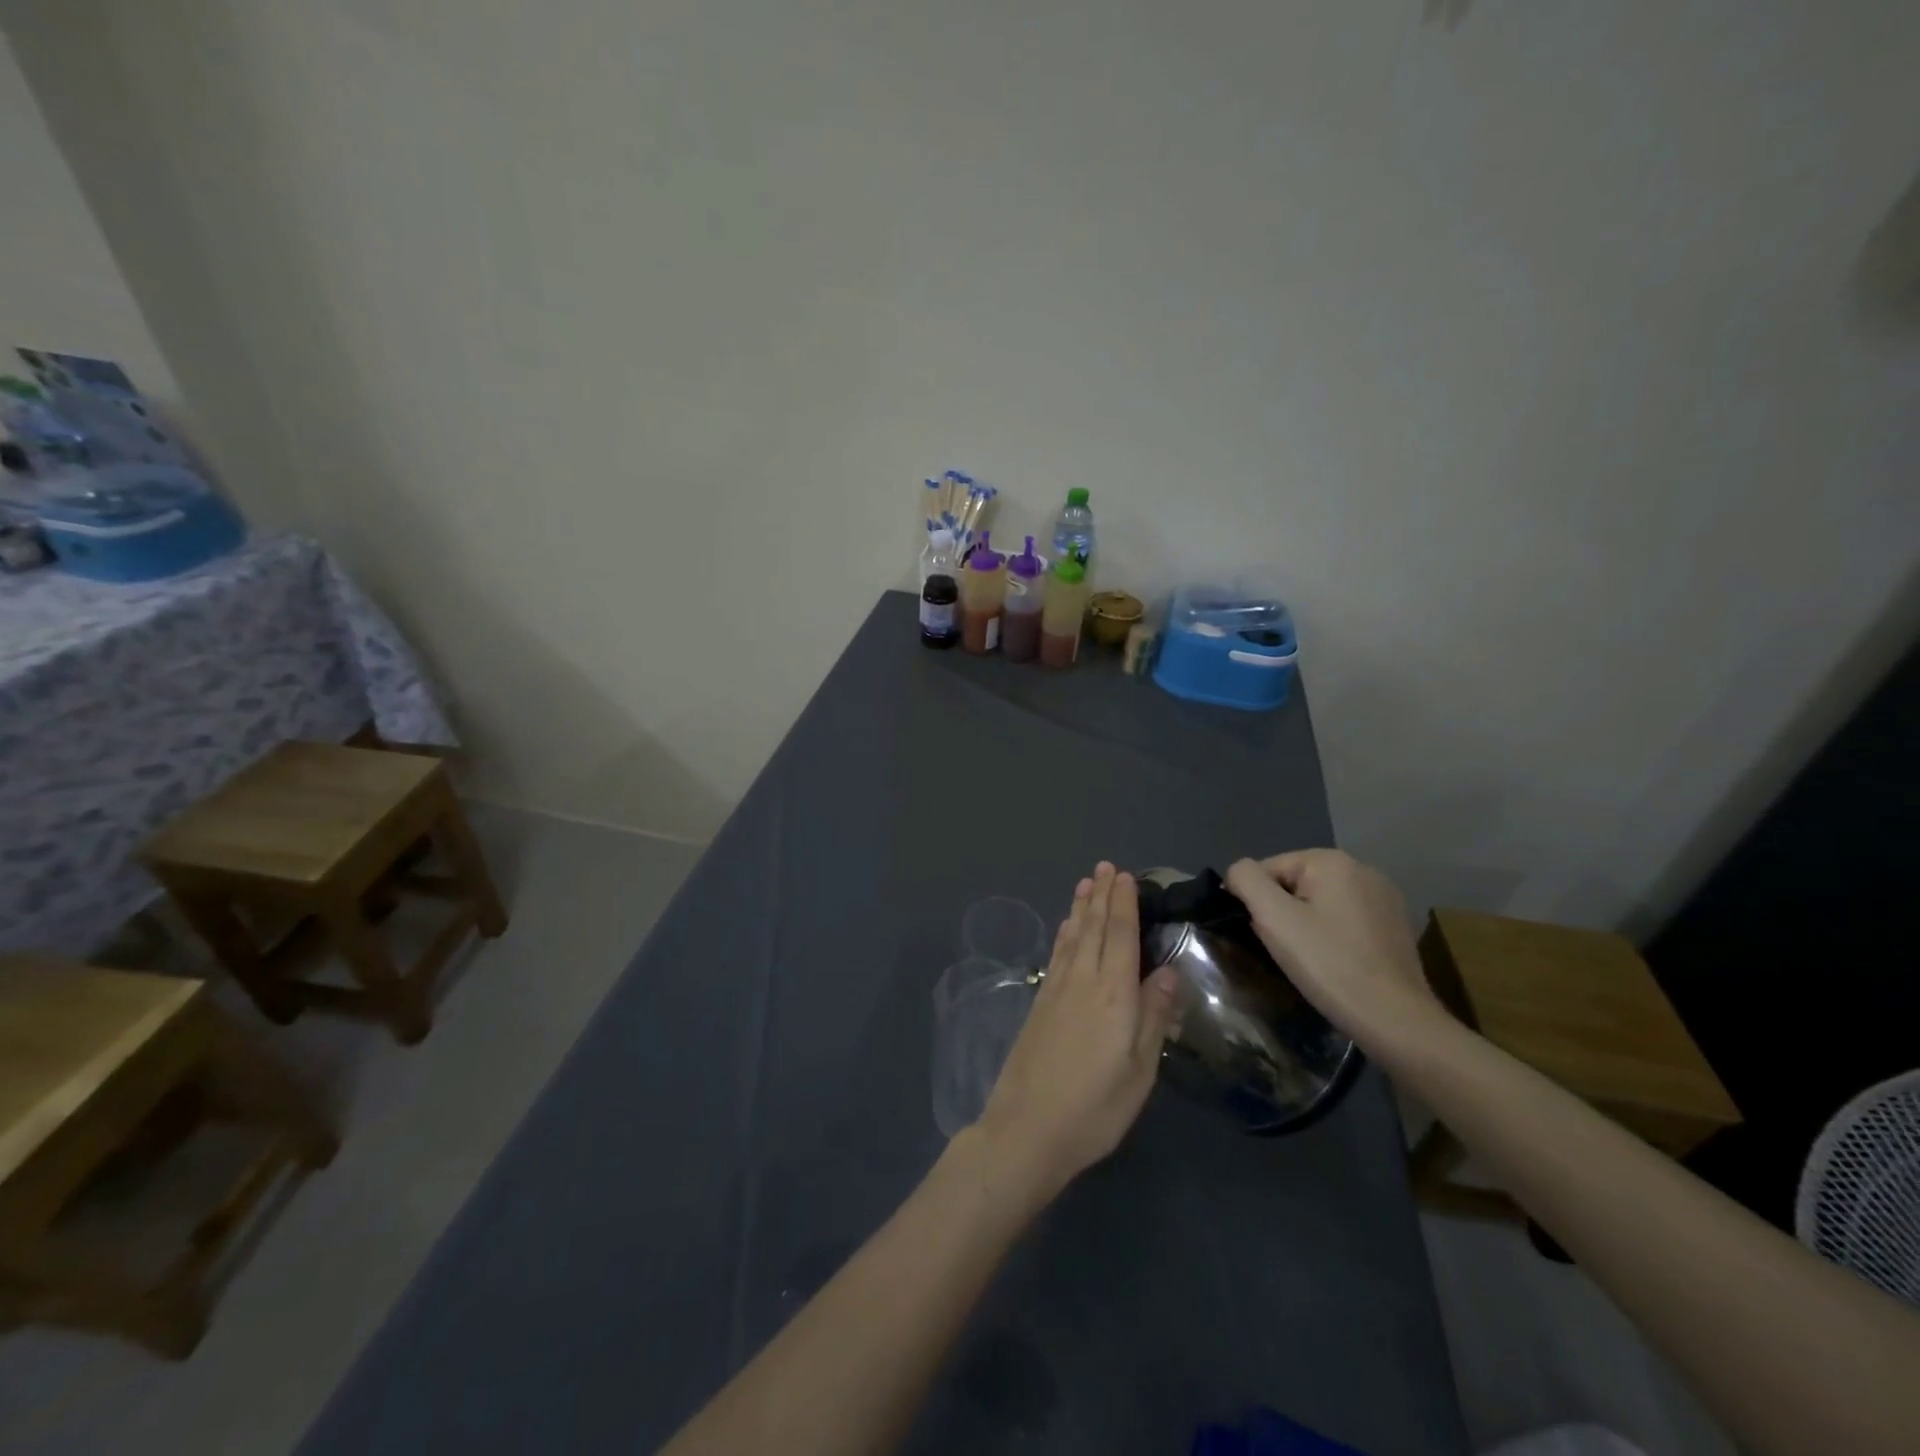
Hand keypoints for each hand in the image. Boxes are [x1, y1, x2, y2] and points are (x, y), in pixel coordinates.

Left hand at [975, 863, 1180, 1198]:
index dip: (1124, 904)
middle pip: (1094, 929)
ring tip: (1086, 883)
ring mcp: (1056, 991)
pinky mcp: (1039, 1004)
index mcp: (1114, 996)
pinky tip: (1066, 928)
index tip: (1126, 877)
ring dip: (1081, 908)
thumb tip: (1168, 971)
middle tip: (1106, 867)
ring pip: (1072, 937)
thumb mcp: (1139, 1072)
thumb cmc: (1094, 1108)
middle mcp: (1083, 982)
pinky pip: (1056, 955)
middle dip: (1102, 896)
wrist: (1027, 1129)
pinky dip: (1064, 934)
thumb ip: (1153, 1017)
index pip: (1121, 937)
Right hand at [1224, 849, 1440, 1041]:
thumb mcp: (1273, 918)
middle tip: (1283, 950)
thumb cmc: (1329, 964)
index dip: (1254, 902)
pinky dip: (1331, 935)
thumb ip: (1246, 880)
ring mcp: (1383, 897)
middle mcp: (1361, 868)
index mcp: (1331, 860)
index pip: (1267, 869)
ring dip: (1304, 925)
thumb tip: (1237, 873)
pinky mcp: (1394, 924)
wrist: (1395, 1020)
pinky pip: (1345, 919)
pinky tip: (1335, 962)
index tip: (1261, 936)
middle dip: (1281, 913)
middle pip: (1294, 884)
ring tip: (1308, 960)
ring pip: (1319, 903)